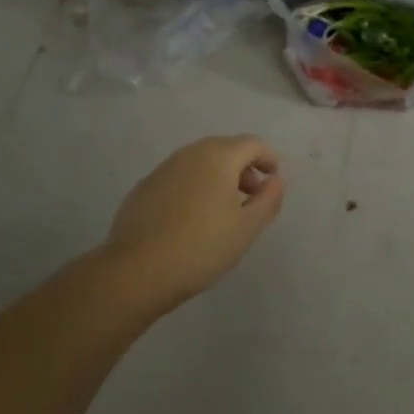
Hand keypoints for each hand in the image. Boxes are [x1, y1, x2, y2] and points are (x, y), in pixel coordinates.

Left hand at [104, 135, 285, 310]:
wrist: (137, 270)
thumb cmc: (201, 247)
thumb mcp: (246, 228)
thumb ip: (268, 200)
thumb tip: (276, 180)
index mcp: (219, 156)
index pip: (252, 144)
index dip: (268, 158)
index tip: (273, 179)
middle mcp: (191, 153)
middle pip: (225, 148)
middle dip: (243, 167)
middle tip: (251, 196)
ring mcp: (164, 168)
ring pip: (200, 162)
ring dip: (217, 176)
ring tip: (222, 209)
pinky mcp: (144, 186)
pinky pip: (178, 177)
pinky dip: (193, 186)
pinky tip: (191, 218)